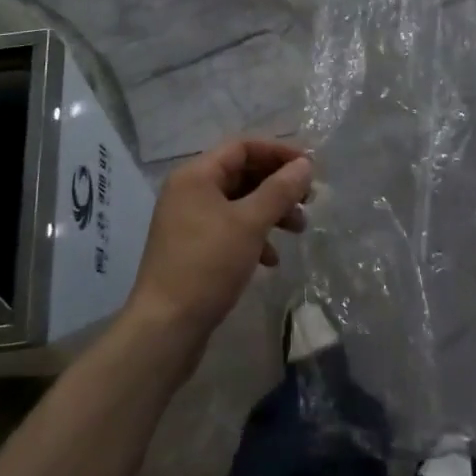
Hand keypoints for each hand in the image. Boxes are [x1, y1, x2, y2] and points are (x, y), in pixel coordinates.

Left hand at [126, 138, 311, 349]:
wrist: (165, 328)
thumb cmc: (208, 265)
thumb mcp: (250, 223)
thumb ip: (279, 190)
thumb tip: (304, 165)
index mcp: (196, 175)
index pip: (242, 147)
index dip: (278, 152)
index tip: (309, 167)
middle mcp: (189, 191)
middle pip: (241, 173)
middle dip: (277, 185)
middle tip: (309, 199)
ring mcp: (188, 221)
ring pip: (238, 203)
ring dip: (270, 212)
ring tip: (299, 229)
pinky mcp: (193, 249)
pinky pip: (229, 229)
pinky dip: (254, 236)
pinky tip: (271, 260)